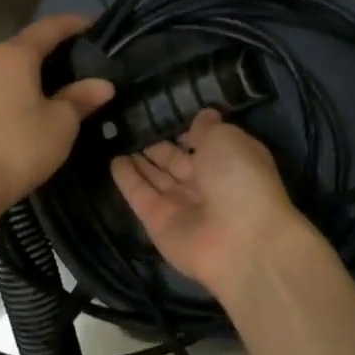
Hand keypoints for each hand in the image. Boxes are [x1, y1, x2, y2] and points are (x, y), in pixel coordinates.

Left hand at [0, 14, 114, 213]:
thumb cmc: (21, 145)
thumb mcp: (62, 122)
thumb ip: (81, 97)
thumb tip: (103, 85)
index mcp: (15, 54)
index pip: (50, 27)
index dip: (75, 23)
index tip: (96, 26)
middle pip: (27, 45)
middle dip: (55, 48)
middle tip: (83, 59)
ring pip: (11, 68)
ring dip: (35, 71)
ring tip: (61, 84)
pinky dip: (19, 89)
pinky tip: (33, 105)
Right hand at [110, 108, 317, 297]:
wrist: (240, 241)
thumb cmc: (240, 179)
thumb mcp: (227, 139)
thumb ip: (207, 128)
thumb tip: (203, 116)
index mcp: (230, 162)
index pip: (204, 142)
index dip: (186, 130)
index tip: (164, 112)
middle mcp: (206, 184)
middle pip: (177, 161)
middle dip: (158, 145)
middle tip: (132, 123)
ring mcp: (181, 205)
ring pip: (157, 177)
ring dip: (140, 159)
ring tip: (118, 137)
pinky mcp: (157, 222)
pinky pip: (140, 195)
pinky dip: (126, 178)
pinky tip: (113, 159)